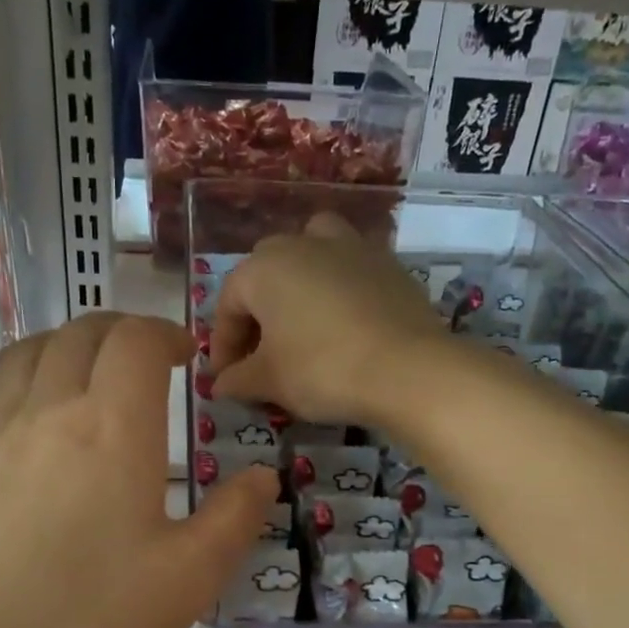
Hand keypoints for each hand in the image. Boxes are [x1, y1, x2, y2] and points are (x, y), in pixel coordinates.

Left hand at [0, 314, 276, 627]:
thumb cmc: (90, 618)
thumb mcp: (190, 577)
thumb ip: (235, 518)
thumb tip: (261, 477)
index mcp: (112, 427)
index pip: (135, 341)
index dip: (165, 333)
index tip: (187, 356)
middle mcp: (48, 414)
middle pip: (78, 334)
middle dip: (120, 330)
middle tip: (147, 356)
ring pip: (25, 355)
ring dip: (65, 345)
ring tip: (89, 373)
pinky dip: (26, 389)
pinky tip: (38, 435)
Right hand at [210, 212, 446, 425]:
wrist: (407, 368)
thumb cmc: (322, 370)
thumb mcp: (269, 382)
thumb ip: (238, 379)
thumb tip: (221, 384)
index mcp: (263, 268)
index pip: (229, 305)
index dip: (223, 345)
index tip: (227, 379)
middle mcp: (303, 244)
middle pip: (266, 273)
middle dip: (257, 313)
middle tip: (261, 355)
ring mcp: (350, 247)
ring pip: (311, 251)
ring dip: (299, 281)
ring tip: (302, 319)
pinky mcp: (387, 263)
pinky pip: (350, 268)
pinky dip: (339, 288)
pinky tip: (344, 323)